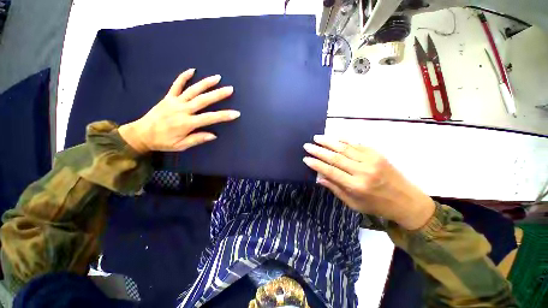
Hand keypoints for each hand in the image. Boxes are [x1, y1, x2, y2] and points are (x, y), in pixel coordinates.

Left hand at [119, 69, 239, 153]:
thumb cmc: (163, 142)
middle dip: (218, 94)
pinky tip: (192, 70)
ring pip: (192, 90)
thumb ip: (197, 139)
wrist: (141, 134)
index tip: (236, 113)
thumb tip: (214, 135)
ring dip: (205, 83)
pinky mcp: (168, 97)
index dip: (224, 115)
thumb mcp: (180, 145)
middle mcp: (182, 110)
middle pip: (203, 100)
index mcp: (187, 123)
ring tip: (217, 77)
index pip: (210, 118)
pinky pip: (176, 85)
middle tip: (230, 89)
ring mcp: (175, 101)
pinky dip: (184, 76)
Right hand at [303, 135, 435, 229]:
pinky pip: (357, 144)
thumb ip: (335, 189)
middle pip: (336, 157)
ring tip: (317, 138)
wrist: (407, 201)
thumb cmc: (377, 205)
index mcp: (356, 186)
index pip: (331, 171)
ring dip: (329, 141)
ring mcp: (371, 160)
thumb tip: (319, 178)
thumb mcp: (354, 204)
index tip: (306, 158)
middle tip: (307, 145)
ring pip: (345, 147)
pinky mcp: (377, 154)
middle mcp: (363, 171)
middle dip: (319, 150)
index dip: (316, 164)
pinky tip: (335, 137)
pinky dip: (344, 140)